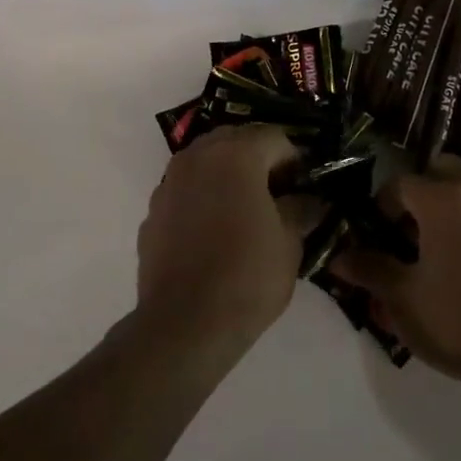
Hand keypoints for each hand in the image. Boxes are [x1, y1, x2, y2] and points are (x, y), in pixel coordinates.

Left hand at [134, 125, 317, 357]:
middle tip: (276, 195)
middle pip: (235, 140)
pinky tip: (213, 234)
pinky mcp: (152, 211)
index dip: (294, 161)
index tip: (303, 189)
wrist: (184, 323)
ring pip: (205, 162)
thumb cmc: (247, 275)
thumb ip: (300, 210)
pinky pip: (185, 190)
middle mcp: (197, 157)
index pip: (275, 138)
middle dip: (258, 160)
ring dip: (227, 176)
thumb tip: (308, 201)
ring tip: (244, 212)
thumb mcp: (289, 242)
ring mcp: (169, 182)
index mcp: (236, 154)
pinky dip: (202, 198)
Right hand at [332, 158, 460, 394]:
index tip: (377, 235)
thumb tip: (338, 258)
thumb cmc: (459, 322)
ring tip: (444, 252)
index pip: (399, 183)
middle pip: (442, 171)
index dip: (381, 206)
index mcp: (443, 200)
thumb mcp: (402, 299)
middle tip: (410, 231)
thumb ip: (369, 269)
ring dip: (455, 209)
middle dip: (422, 193)